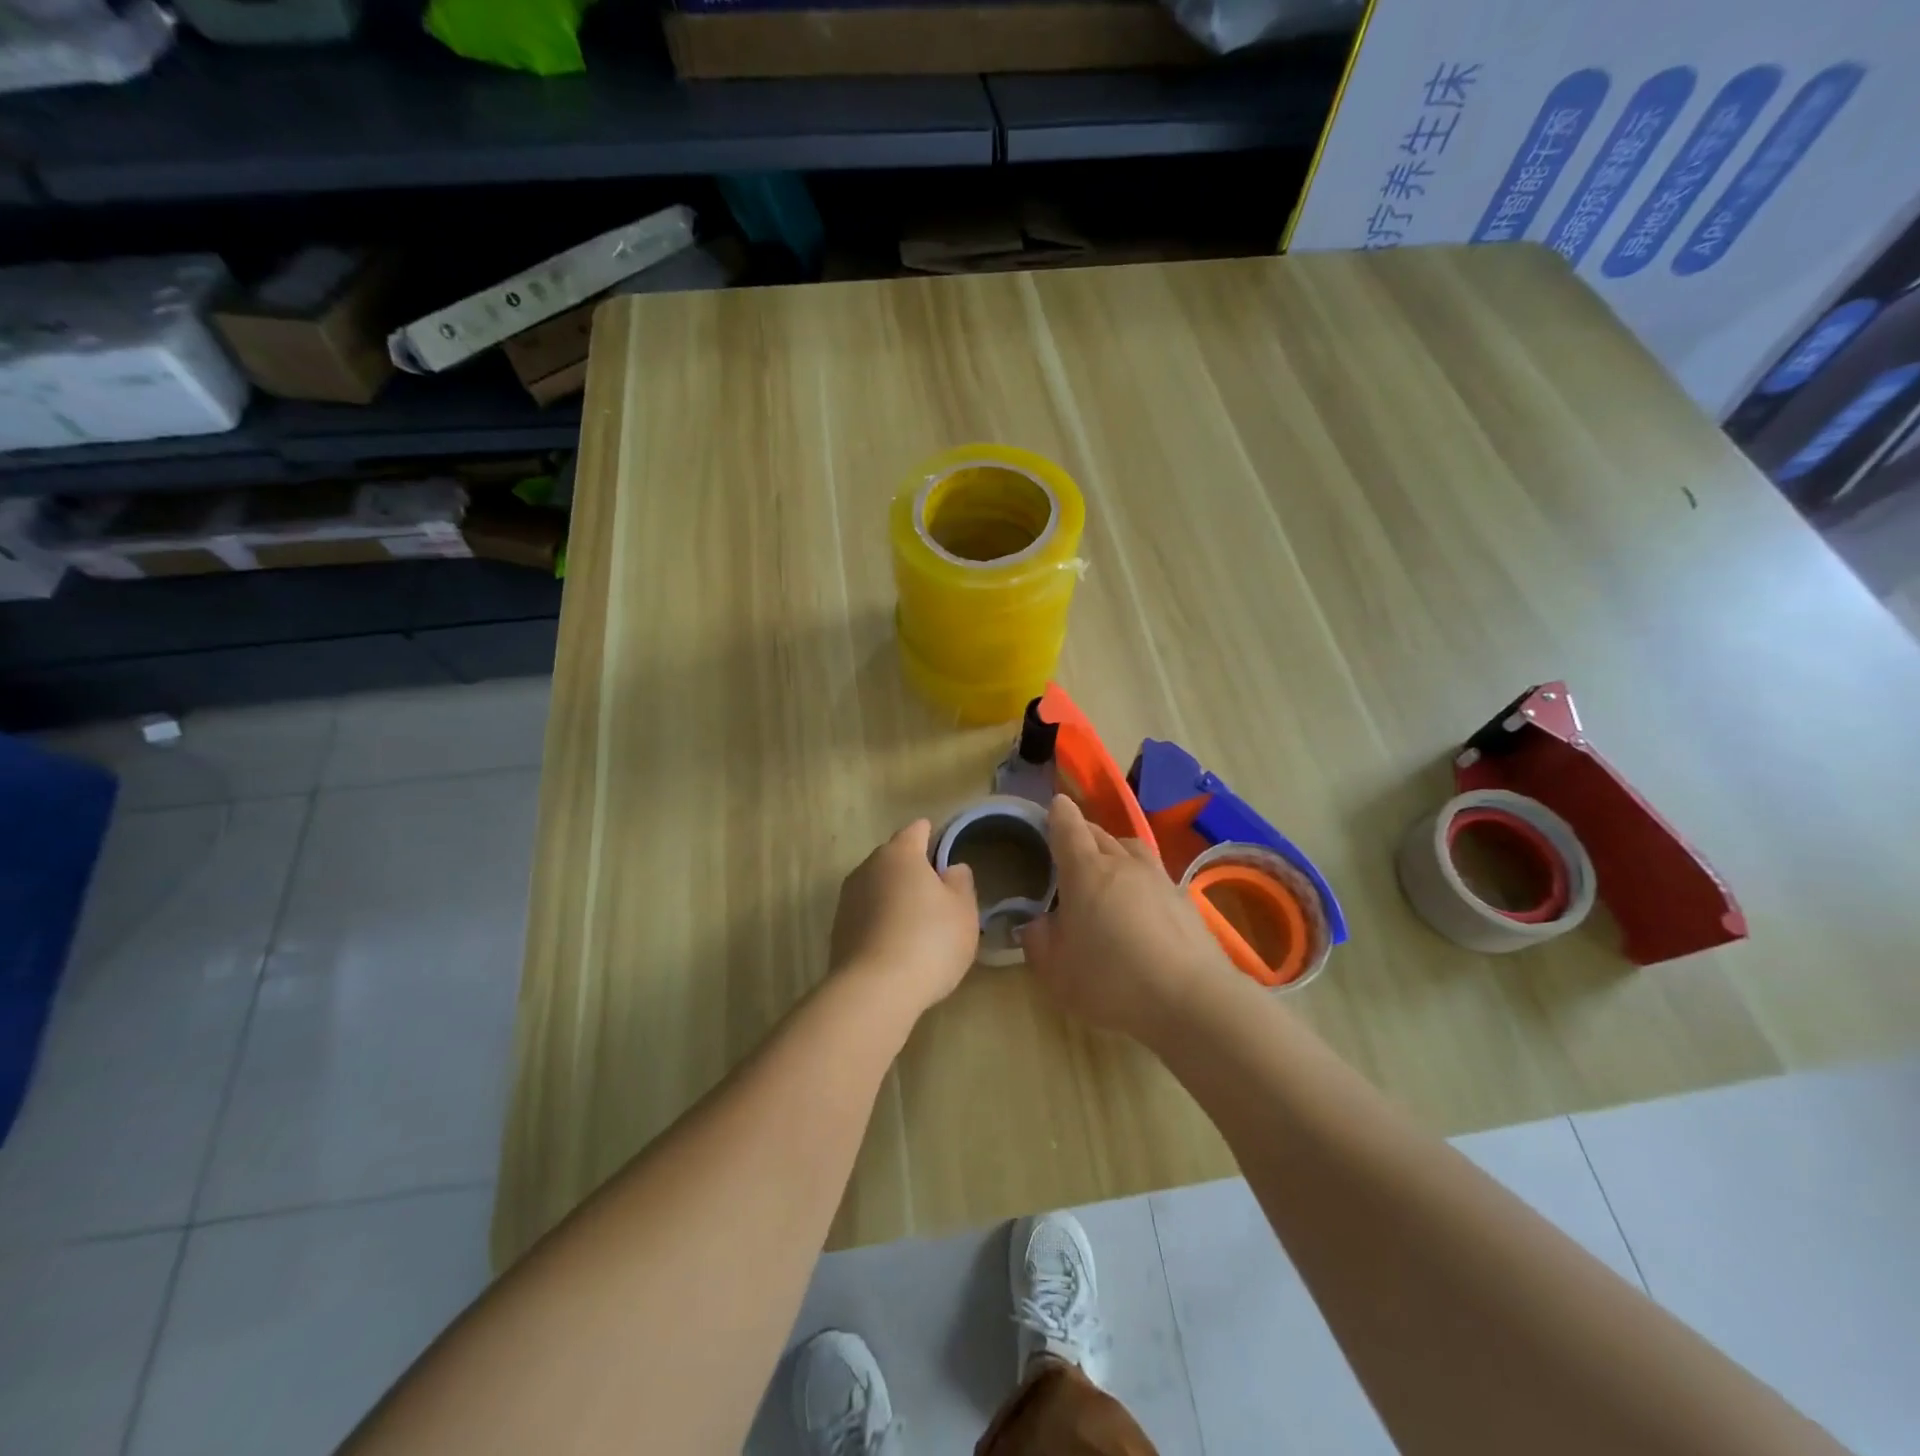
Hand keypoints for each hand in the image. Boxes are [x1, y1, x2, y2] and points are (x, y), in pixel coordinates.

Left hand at [830, 819, 979, 1014]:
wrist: (873, 991)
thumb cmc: (929, 941)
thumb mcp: (963, 911)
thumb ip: (961, 882)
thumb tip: (951, 869)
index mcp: (900, 853)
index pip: (917, 829)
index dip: (934, 837)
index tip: (947, 854)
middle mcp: (868, 867)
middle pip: (895, 858)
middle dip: (914, 870)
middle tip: (938, 895)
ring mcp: (848, 898)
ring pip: (878, 887)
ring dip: (895, 898)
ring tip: (918, 925)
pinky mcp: (838, 929)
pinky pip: (867, 915)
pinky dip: (882, 922)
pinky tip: (897, 947)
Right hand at [1019, 795, 1229, 1040]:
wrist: (1191, 999)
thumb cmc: (1111, 980)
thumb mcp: (1056, 971)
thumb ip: (1038, 941)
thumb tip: (1038, 923)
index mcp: (1086, 871)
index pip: (1069, 828)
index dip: (1059, 814)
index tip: (1055, 805)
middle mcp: (1123, 864)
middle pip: (1100, 834)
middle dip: (1083, 834)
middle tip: (1070, 848)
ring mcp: (1159, 879)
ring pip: (1131, 849)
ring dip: (1115, 851)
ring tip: (1107, 869)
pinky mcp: (1185, 900)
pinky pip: (1155, 876)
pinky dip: (1141, 880)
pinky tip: (1140, 905)